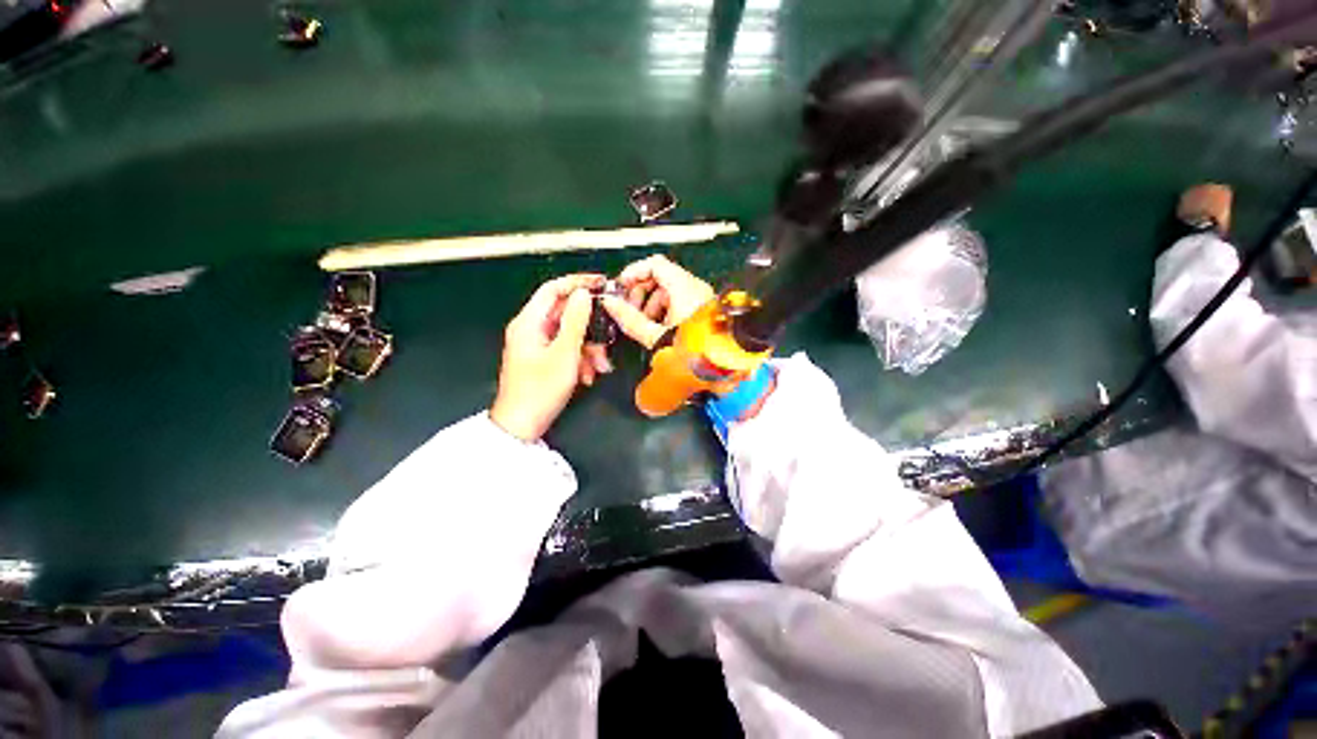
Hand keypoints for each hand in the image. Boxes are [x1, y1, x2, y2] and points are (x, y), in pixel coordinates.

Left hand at [491, 274, 608, 440]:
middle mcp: (531, 329)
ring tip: (599, 367)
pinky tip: (588, 375)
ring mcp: (536, 344)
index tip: (601, 284)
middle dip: (589, 327)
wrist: (521, 425)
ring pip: (569, 334)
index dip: (577, 283)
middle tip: (608, 338)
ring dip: (588, 348)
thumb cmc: (540, 389)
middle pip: (565, 314)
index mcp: (529, 322)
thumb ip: (575, 321)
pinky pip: (566, 349)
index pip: (553, 289)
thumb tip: (583, 293)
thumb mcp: (564, 354)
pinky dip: (580, 359)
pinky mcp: (542, 358)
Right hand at [600, 255, 714, 348]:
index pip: (655, 264)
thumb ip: (630, 319)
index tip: (621, 288)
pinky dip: (665, 309)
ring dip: (651, 303)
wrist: (722, 366)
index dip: (634, 273)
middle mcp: (696, 288)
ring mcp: (701, 298)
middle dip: (641, 292)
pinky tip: (660, 328)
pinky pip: (680, 300)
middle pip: (661, 276)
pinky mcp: (704, 309)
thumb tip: (611, 304)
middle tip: (629, 310)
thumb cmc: (694, 353)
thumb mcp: (656, 337)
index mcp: (685, 289)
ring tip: (644, 324)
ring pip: (669, 290)